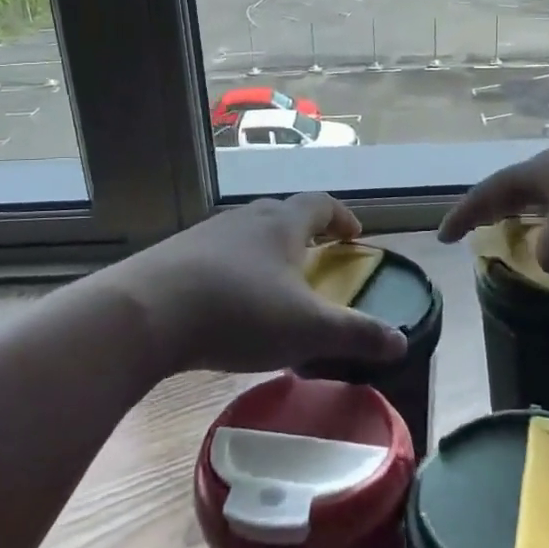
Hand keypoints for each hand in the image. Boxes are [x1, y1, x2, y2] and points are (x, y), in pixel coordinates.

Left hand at [105, 193, 410, 376]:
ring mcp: (206, 234)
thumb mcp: (307, 330)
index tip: (354, 235)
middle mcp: (245, 219)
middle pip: (282, 213)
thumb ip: (356, 335)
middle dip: (304, 232)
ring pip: (246, 233)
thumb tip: (402, 342)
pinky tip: (226, 301)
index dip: (341, 217)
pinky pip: (215, 255)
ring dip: (266, 249)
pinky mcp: (175, 256)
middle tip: (316, 256)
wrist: (146, 313)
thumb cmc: (239, 312)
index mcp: (282, 224)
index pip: (321, 205)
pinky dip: (232, 269)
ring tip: (273, 282)